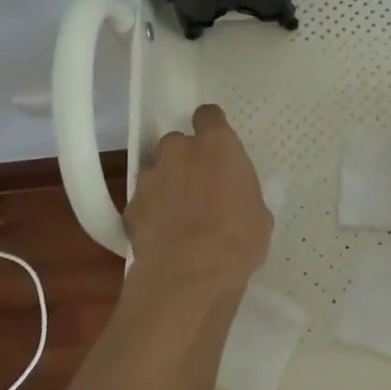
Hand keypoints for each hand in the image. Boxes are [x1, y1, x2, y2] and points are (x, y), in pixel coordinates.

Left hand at [124, 104, 271, 297]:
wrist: (190, 274)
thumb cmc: (238, 239)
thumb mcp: (259, 213)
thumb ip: (241, 192)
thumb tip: (236, 197)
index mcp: (217, 145)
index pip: (208, 115)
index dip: (211, 126)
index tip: (216, 143)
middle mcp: (179, 151)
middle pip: (177, 142)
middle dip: (185, 159)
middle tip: (198, 185)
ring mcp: (151, 177)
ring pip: (157, 170)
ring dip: (166, 184)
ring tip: (178, 215)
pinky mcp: (131, 205)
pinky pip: (143, 200)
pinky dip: (151, 211)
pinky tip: (162, 235)